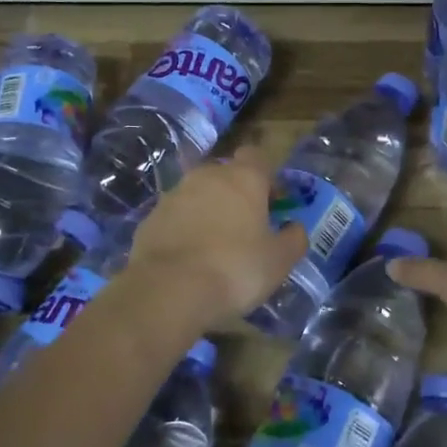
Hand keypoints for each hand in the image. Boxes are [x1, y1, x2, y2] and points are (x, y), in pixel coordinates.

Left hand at [125, 146, 306, 328]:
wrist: (169, 290)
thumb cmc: (235, 269)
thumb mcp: (279, 261)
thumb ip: (294, 239)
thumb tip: (295, 227)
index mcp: (243, 178)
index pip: (257, 156)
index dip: (267, 177)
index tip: (272, 203)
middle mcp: (207, 176)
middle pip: (226, 174)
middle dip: (237, 194)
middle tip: (246, 227)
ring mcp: (174, 195)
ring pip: (198, 194)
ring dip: (209, 211)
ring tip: (215, 247)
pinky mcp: (151, 218)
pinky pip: (175, 217)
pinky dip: (184, 230)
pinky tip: (189, 259)